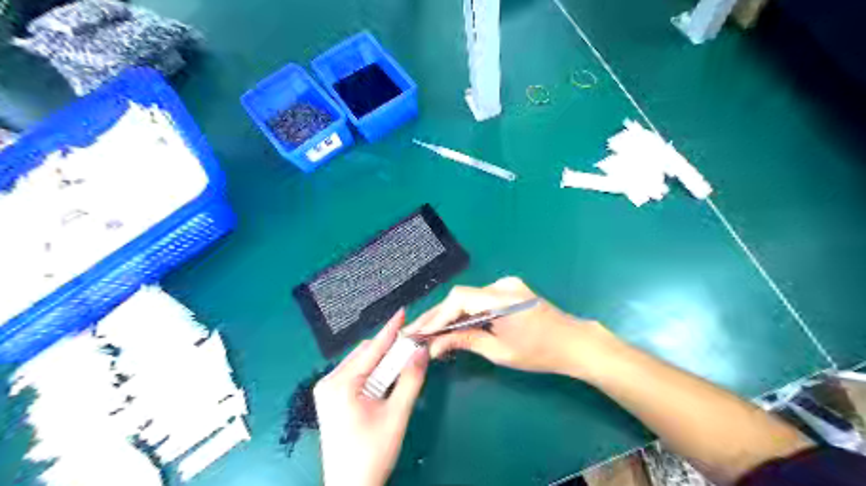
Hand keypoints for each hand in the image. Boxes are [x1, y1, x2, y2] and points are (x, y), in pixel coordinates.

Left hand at [316, 309, 429, 484]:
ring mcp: (326, 390)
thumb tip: (421, 350)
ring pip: (360, 363)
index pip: (372, 349)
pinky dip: (372, 372)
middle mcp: (329, 381)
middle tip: (411, 345)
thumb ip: (410, 380)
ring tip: (401, 363)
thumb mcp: (396, 415)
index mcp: (341, 384)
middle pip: (365, 354)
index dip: (390, 330)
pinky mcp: (330, 398)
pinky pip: (354, 374)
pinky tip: (385, 379)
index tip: (403, 312)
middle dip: (388, 348)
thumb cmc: (372, 453)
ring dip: (381, 361)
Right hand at [405, 276, 607, 374]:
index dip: (437, 315)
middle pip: (461, 297)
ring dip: (449, 314)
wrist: (574, 342)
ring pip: (468, 298)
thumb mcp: (501, 352)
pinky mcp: (508, 290)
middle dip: (438, 315)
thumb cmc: (540, 352)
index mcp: (503, 299)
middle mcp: (502, 285)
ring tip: (427, 330)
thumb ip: (466, 342)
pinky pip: (479, 299)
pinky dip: (464, 312)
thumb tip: (434, 346)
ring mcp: (506, 285)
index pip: (460, 300)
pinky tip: (451, 324)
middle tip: (415, 332)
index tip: (420, 332)